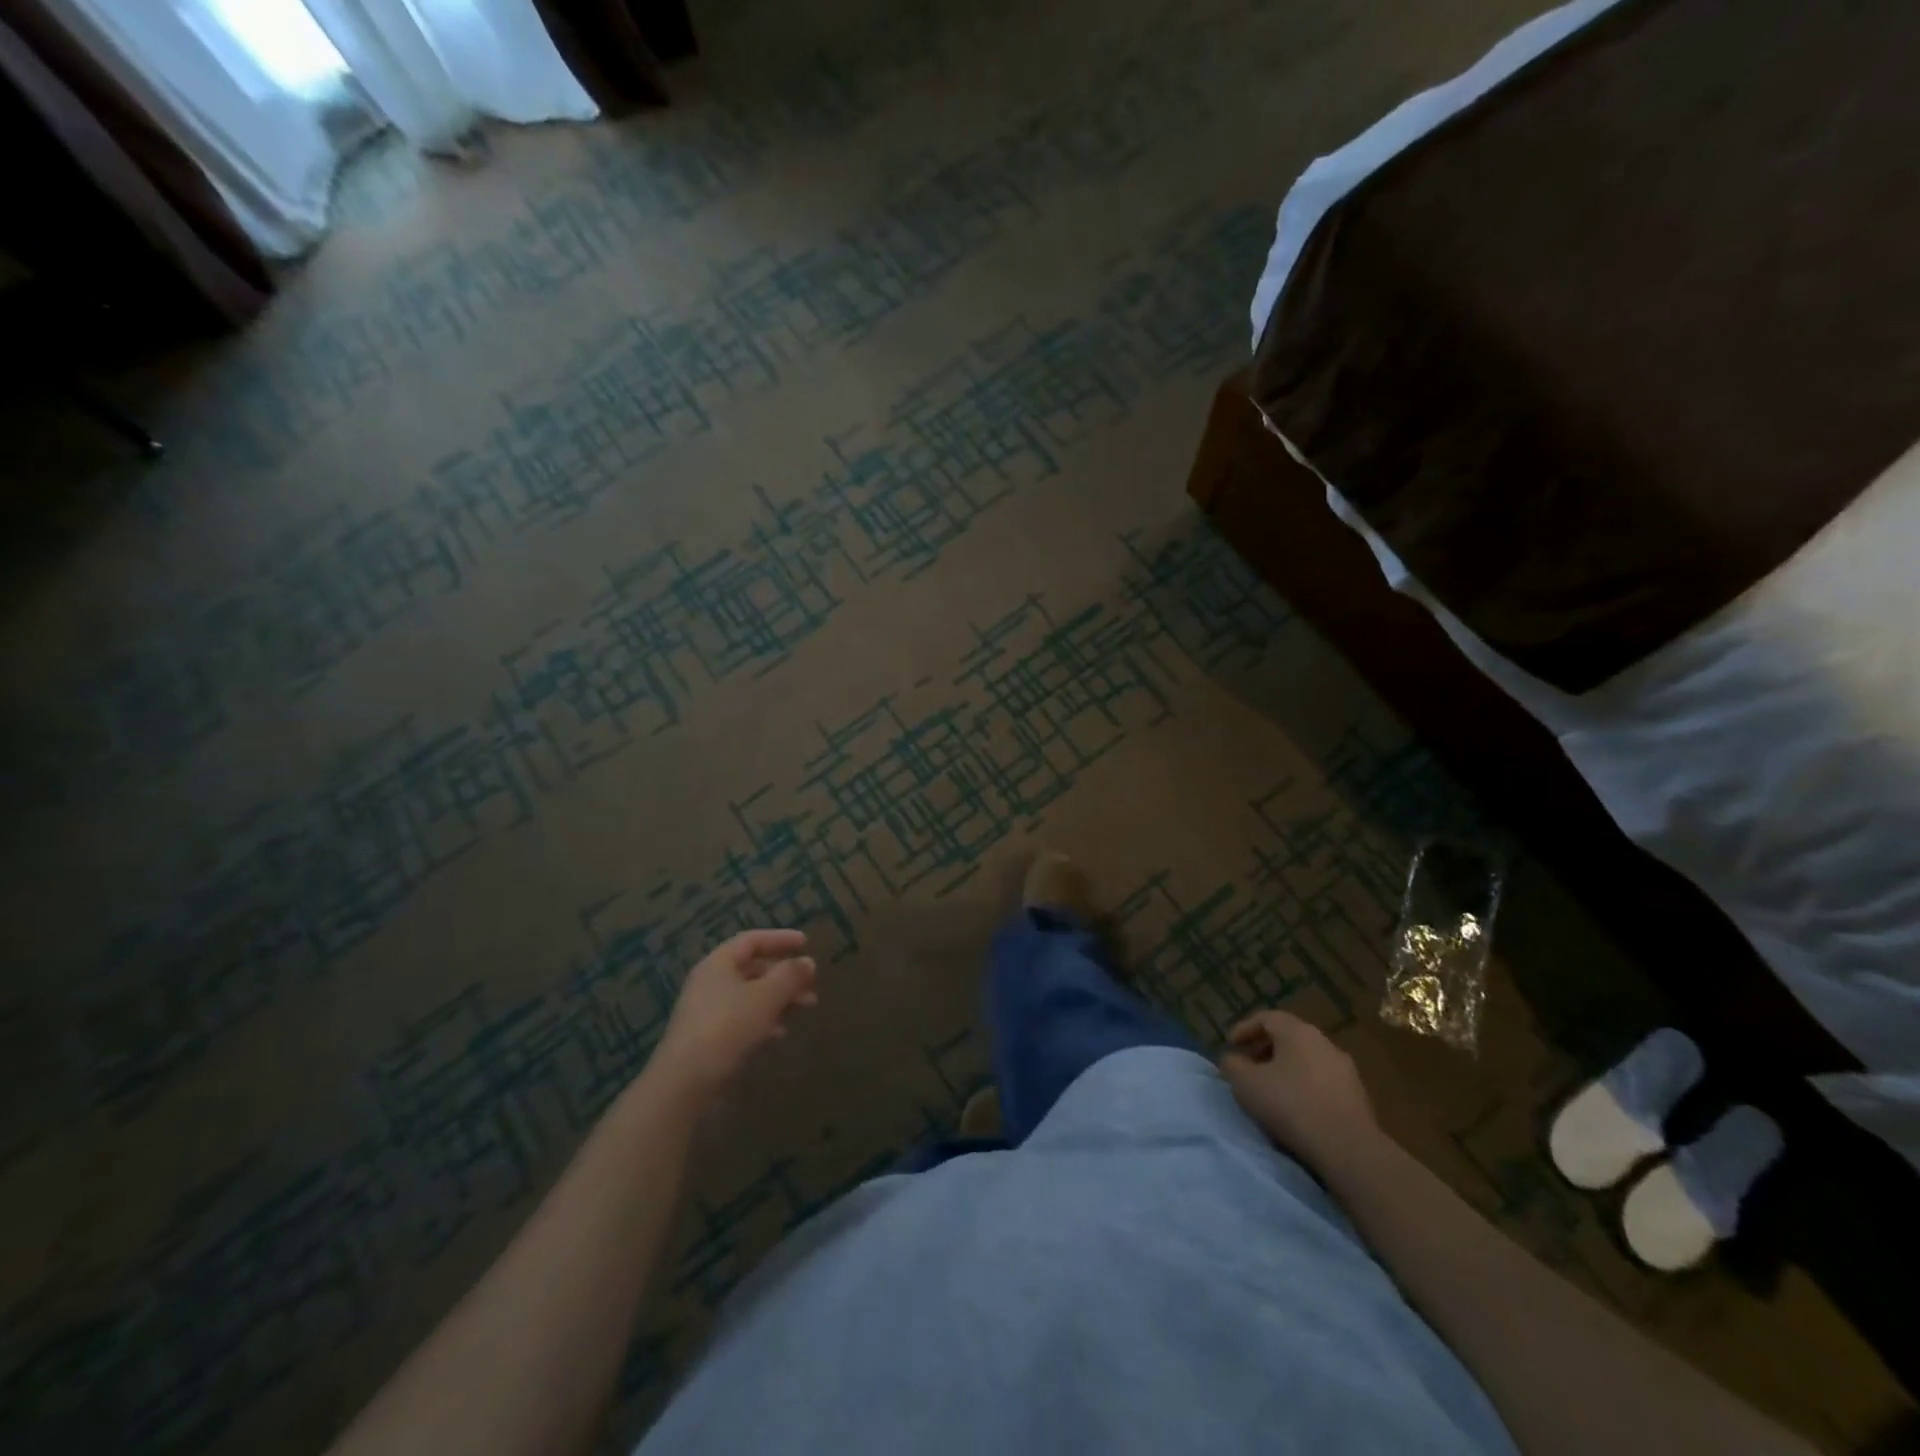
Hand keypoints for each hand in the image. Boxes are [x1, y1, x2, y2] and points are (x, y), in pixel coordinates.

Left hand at [650, 929, 818, 1101]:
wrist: (685, 1082)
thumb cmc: (728, 1027)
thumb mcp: (766, 996)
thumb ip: (790, 975)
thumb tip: (808, 962)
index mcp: (719, 963)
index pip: (752, 940)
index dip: (780, 939)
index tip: (806, 943)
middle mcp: (710, 982)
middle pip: (753, 969)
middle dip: (785, 975)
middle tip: (812, 984)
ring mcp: (707, 1011)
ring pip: (751, 995)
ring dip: (779, 998)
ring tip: (806, 1007)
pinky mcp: (709, 1038)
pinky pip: (742, 1019)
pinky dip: (764, 1020)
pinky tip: (780, 1033)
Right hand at [1220, 1008, 1381, 1172]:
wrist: (1349, 1148)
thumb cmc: (1291, 1106)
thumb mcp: (1246, 1084)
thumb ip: (1232, 1065)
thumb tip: (1232, 1059)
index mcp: (1297, 1032)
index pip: (1266, 1017)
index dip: (1244, 1028)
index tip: (1230, 1046)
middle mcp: (1324, 1042)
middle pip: (1288, 1037)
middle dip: (1264, 1049)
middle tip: (1249, 1067)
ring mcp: (1345, 1068)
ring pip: (1307, 1059)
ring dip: (1286, 1069)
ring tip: (1272, 1090)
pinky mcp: (1358, 1095)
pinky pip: (1323, 1081)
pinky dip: (1305, 1086)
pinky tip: (1298, 1108)